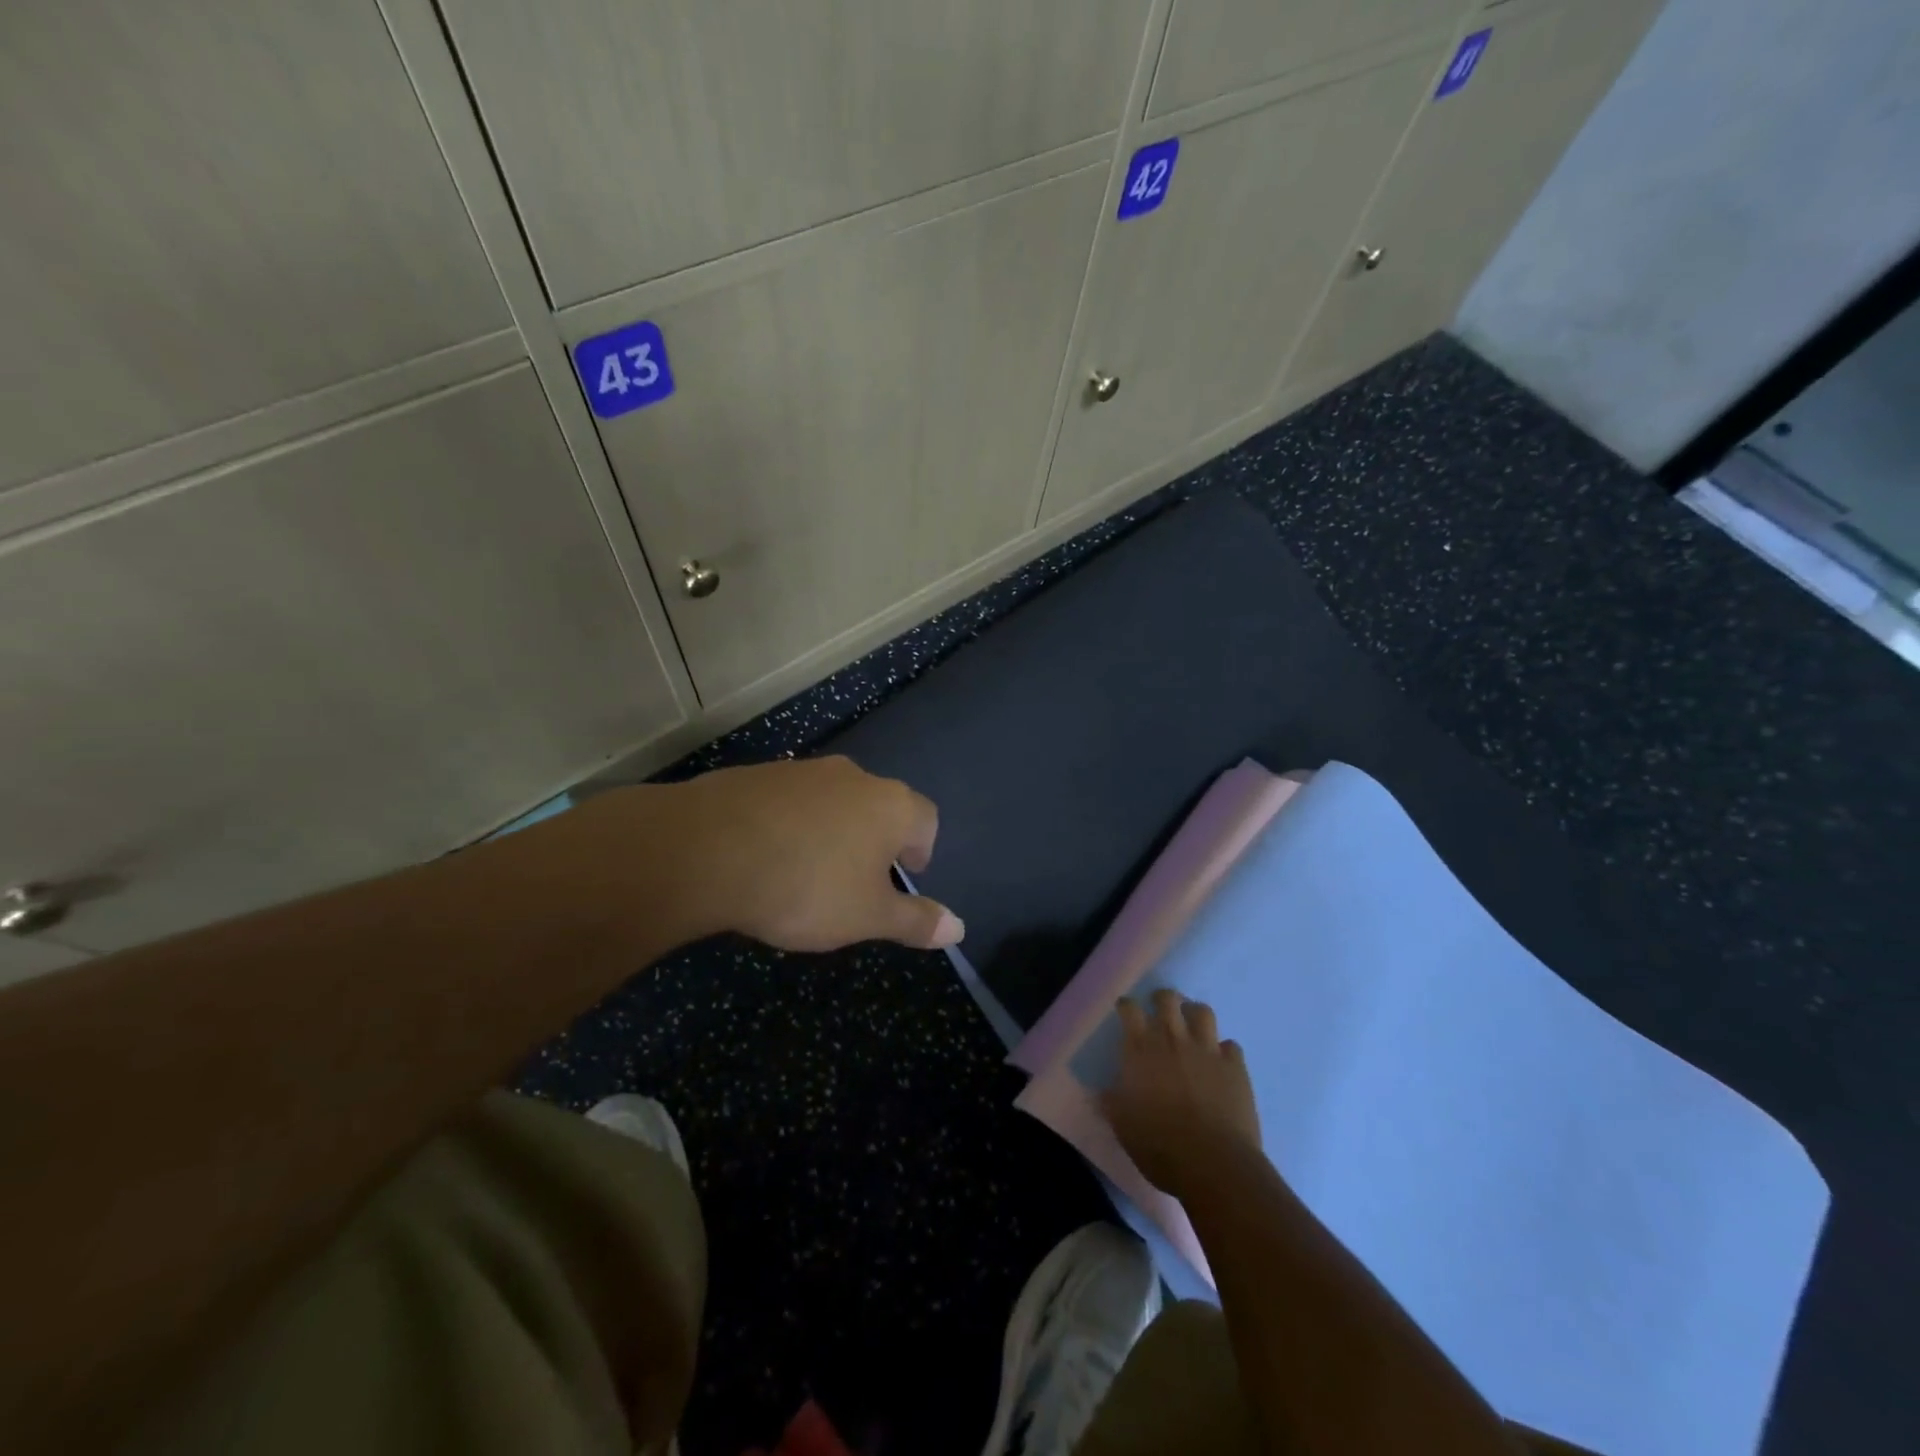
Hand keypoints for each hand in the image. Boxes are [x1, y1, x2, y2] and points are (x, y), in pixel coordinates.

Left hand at [626, 755, 963, 952]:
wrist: (708, 849)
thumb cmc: (806, 886)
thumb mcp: (866, 917)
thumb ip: (915, 921)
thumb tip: (959, 929)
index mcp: (891, 805)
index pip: (927, 820)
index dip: (921, 850)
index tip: (904, 877)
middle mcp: (855, 776)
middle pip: (881, 806)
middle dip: (876, 840)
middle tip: (858, 880)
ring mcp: (804, 771)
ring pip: (834, 800)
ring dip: (833, 830)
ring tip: (809, 870)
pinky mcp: (760, 773)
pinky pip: (791, 801)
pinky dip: (792, 823)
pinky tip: (768, 854)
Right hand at [1103, 990, 1261, 1197]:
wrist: (1213, 1163)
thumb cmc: (1159, 1144)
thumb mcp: (1123, 1126)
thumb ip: (1111, 1103)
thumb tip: (1101, 1093)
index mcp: (1141, 1050)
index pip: (1130, 1010)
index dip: (1126, 1006)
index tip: (1125, 1010)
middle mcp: (1173, 1039)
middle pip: (1168, 999)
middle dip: (1163, 998)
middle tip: (1160, 1008)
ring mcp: (1208, 1050)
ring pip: (1203, 1012)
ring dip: (1195, 1014)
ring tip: (1192, 1026)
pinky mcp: (1235, 1067)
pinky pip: (1231, 1046)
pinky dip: (1224, 1050)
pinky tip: (1221, 1061)